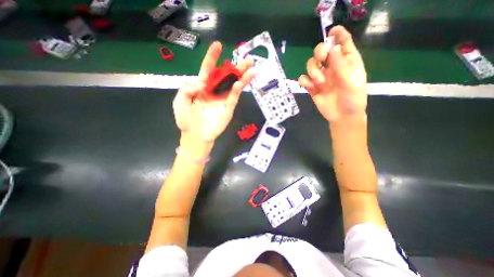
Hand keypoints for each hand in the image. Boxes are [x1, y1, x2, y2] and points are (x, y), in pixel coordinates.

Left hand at [172, 41, 254, 146]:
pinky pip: (233, 98)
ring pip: (234, 86)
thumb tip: (199, 83)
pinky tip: (241, 82)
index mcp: (202, 87)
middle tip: (247, 59)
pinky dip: (237, 90)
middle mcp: (214, 91)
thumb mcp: (179, 101)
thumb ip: (186, 89)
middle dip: (236, 67)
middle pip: (226, 76)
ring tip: (251, 68)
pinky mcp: (228, 109)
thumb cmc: (186, 120)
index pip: (208, 69)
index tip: (218, 45)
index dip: (213, 58)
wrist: (195, 136)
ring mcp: (223, 100)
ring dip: (242, 77)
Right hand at [297, 26, 365, 122]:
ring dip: (312, 71)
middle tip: (322, 60)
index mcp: (346, 62)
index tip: (332, 31)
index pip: (342, 43)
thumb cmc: (352, 99)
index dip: (337, 34)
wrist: (342, 116)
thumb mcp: (350, 82)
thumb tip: (332, 48)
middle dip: (319, 53)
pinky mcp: (312, 87)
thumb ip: (340, 66)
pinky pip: (303, 79)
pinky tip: (310, 87)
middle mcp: (332, 67)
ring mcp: (321, 77)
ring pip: (310, 65)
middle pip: (321, 51)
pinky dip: (304, 81)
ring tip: (319, 83)